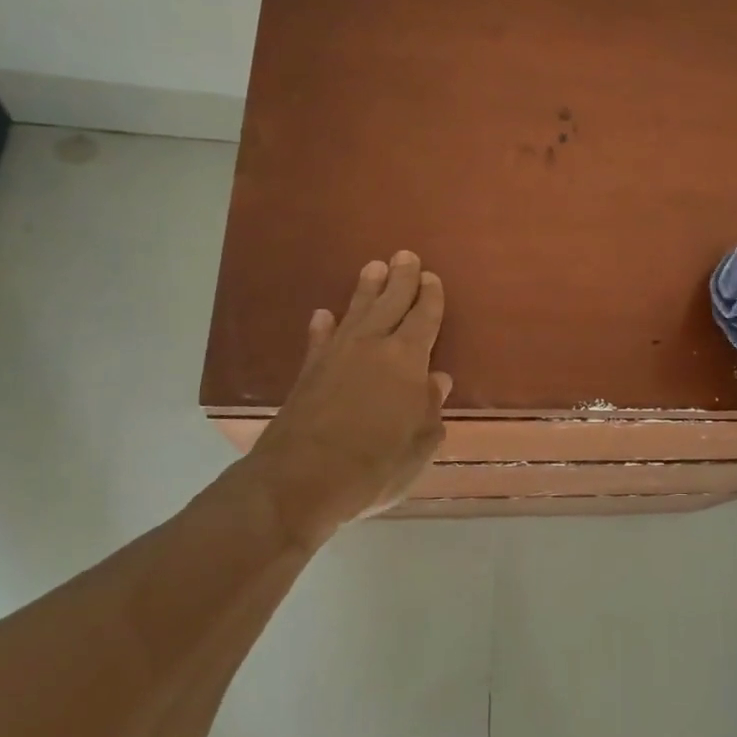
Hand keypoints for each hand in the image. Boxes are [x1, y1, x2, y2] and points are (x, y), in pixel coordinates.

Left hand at [242, 252, 450, 546]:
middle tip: (405, 255)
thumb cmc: (374, 465)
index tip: (432, 277)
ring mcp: (336, 356)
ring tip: (372, 268)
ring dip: (365, 290)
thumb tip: (437, 380)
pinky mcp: (308, 373)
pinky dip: (323, 326)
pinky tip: (323, 315)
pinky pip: (319, 339)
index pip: (424, 318)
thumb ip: (430, 409)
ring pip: (355, 312)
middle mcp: (372, 347)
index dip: (430, 297)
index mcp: (407, 360)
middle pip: (390, 303)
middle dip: (400, 279)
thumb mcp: (420, 445)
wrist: (299, 481)